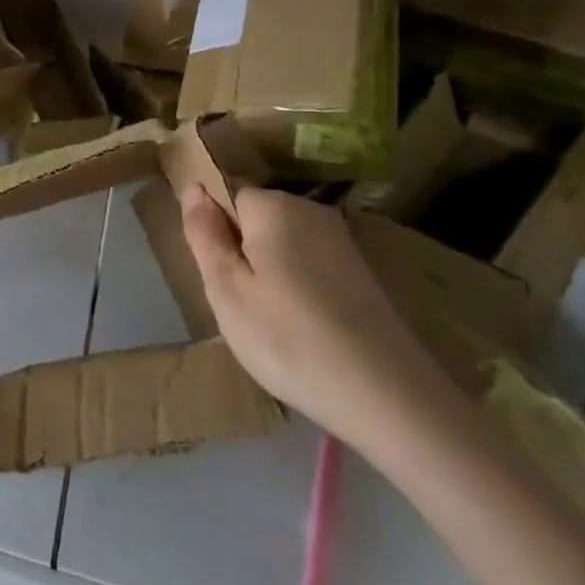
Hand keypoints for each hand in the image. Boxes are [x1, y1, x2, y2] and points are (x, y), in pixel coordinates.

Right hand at [179, 185, 453, 450]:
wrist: (390, 397)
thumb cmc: (288, 338)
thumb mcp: (225, 289)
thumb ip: (203, 233)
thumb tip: (193, 188)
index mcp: (272, 205)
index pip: (224, 194)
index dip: (213, 230)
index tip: (217, 274)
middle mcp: (309, 210)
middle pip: (254, 217)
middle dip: (239, 250)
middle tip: (238, 302)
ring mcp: (340, 240)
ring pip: (280, 242)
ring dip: (267, 271)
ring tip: (269, 321)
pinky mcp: (361, 271)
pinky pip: (308, 263)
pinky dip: (296, 287)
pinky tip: (302, 326)